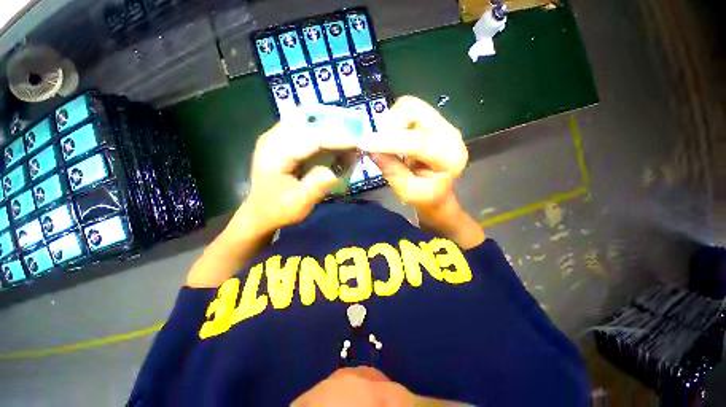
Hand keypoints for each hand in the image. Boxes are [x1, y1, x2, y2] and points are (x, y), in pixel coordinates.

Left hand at [235, 115, 359, 235]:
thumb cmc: (278, 210)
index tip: (359, 143)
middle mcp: (273, 138)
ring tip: (348, 143)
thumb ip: (317, 185)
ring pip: (308, 122)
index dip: (337, 139)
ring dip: (330, 130)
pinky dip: (322, 134)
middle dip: (335, 130)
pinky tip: (333, 145)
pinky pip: (305, 129)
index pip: (312, 138)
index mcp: (274, 154)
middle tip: (356, 141)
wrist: (259, 213)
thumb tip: (336, 169)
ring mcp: (276, 137)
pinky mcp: (282, 140)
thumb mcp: (299, 204)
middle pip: (310, 123)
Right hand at [363, 96, 467, 211]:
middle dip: (389, 124)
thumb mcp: (407, 191)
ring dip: (391, 121)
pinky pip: (408, 109)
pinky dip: (394, 120)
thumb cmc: (425, 197)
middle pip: (416, 111)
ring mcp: (442, 124)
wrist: (439, 192)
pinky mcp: (433, 120)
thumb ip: (392, 171)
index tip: (364, 143)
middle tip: (376, 143)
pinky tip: (392, 137)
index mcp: (449, 158)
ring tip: (385, 141)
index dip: (389, 141)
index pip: (418, 142)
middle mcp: (450, 134)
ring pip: (410, 105)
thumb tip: (373, 151)